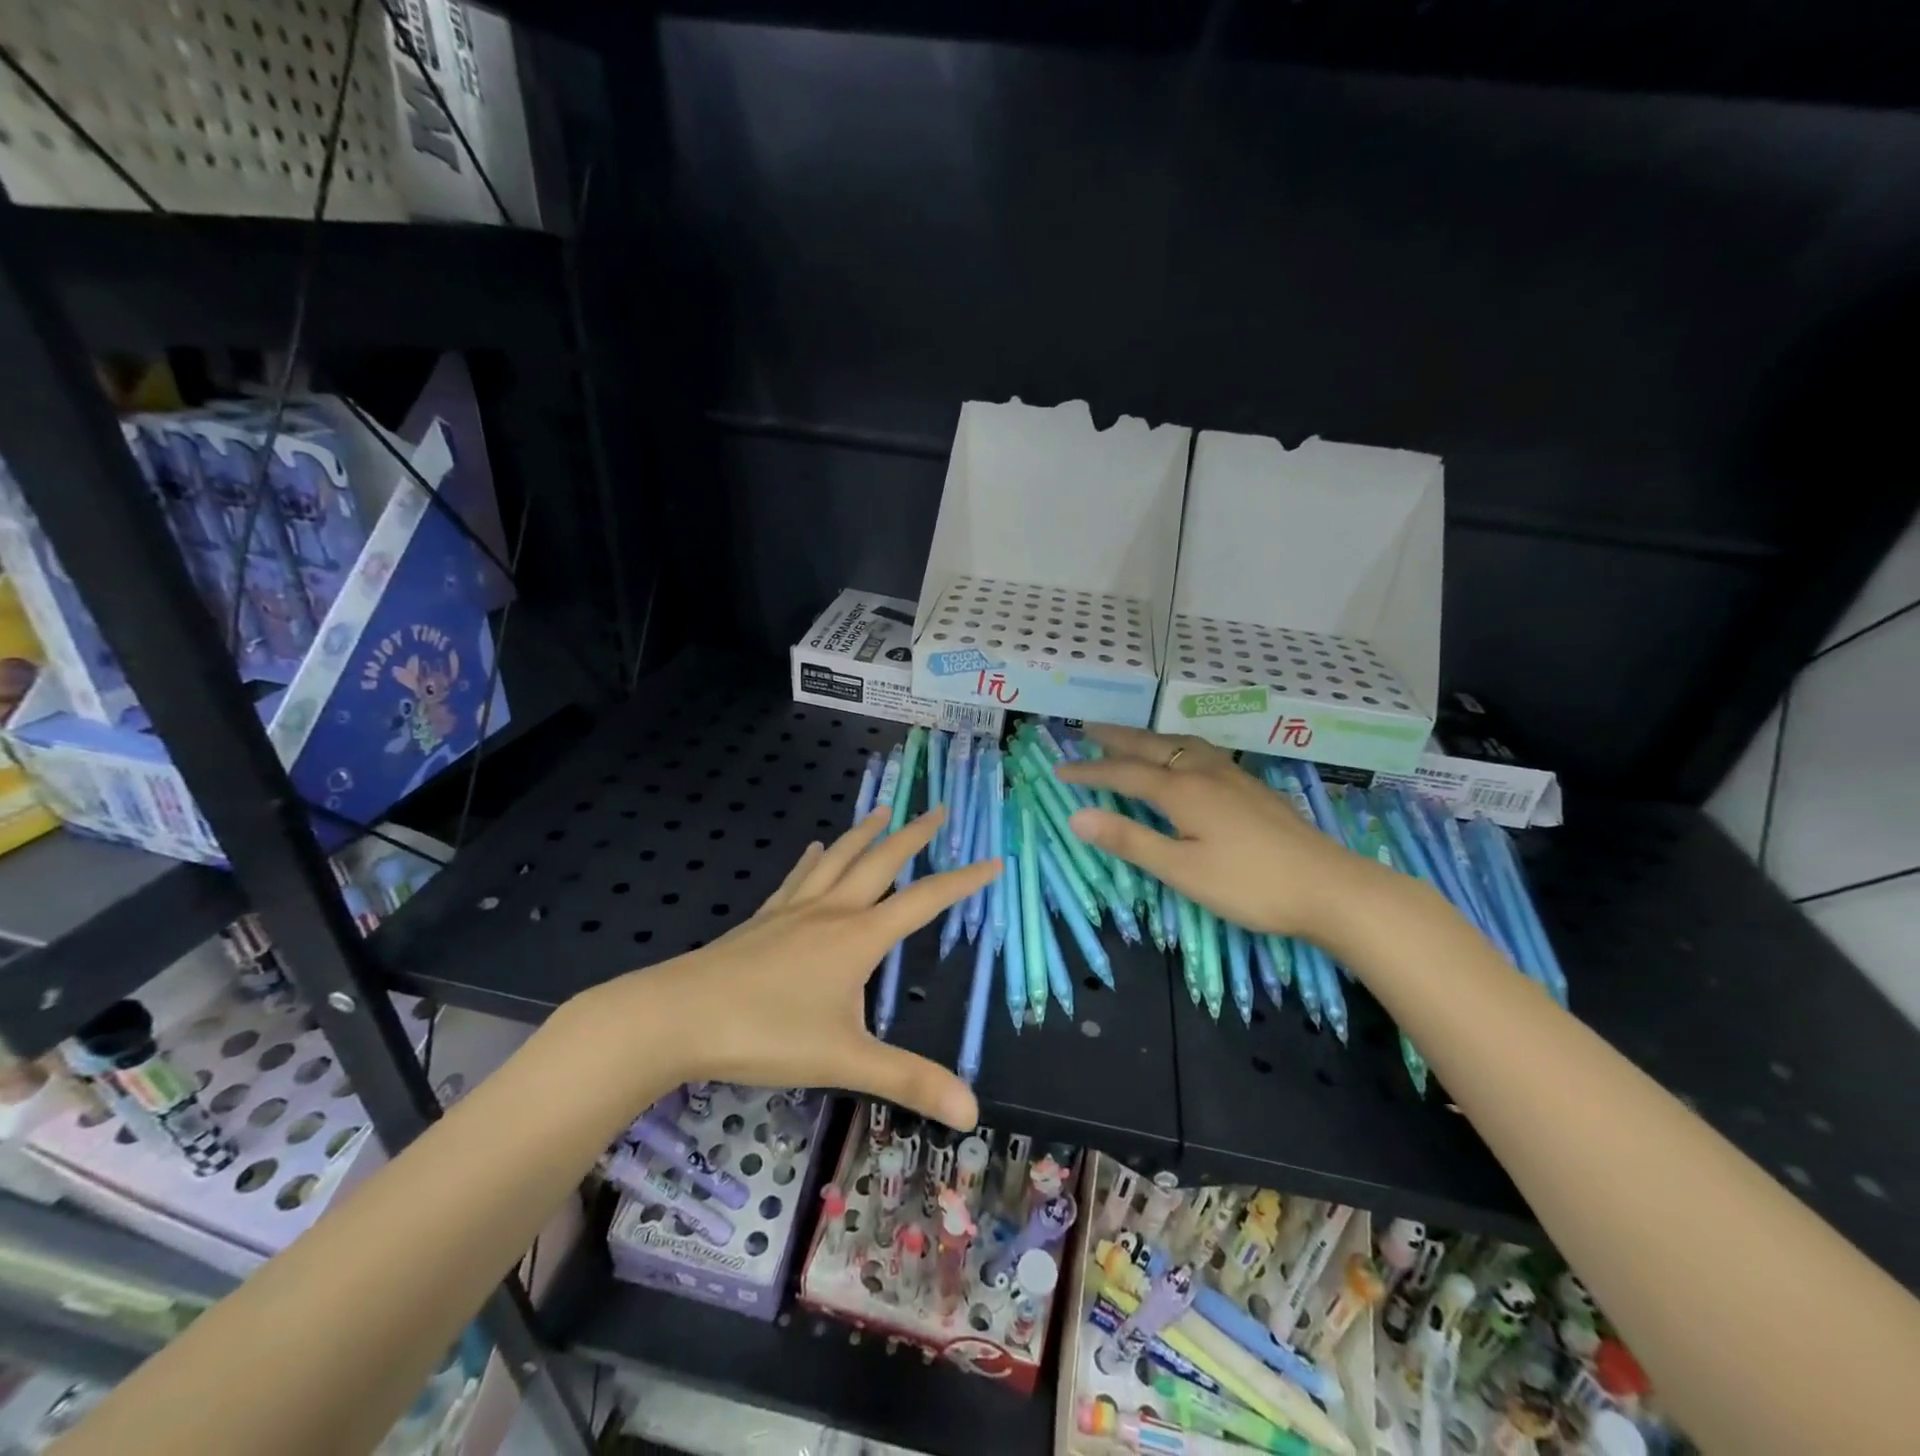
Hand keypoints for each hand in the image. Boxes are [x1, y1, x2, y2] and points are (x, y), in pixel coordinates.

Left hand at [627, 808, 996, 1130]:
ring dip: (864, 834)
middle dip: (914, 835)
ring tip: (883, 810)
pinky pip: (797, 878)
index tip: (993, 860)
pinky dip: (813, 860)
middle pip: (881, 861)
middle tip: (938, 809)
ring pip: (838, 860)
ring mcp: (793, 911)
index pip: (925, 901)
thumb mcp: (846, 1061)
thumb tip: (973, 1113)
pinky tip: (815, 849)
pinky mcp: (763, 919)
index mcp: (860, 937)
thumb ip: (909, 1082)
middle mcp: (832, 911)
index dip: (963, 881)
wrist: (678, 1016)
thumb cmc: (766, 1035)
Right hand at [1054, 724, 1380, 940]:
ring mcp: (1232, 776)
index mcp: (1182, 791)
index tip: (1059, 769)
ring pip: (1181, 744)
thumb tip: (1077, 816)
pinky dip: (1176, 746)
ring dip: (1149, 738)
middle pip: (1152, 747)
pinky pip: (1202, 751)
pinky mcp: (1251, 787)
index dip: (1090, 771)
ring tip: (1132, 738)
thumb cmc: (1248, 884)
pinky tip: (1186, 759)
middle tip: (1088, 730)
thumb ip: (1129, 839)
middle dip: (1117, 739)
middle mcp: (1204, 772)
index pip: (1123, 773)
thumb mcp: (1181, 869)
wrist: (1329, 887)